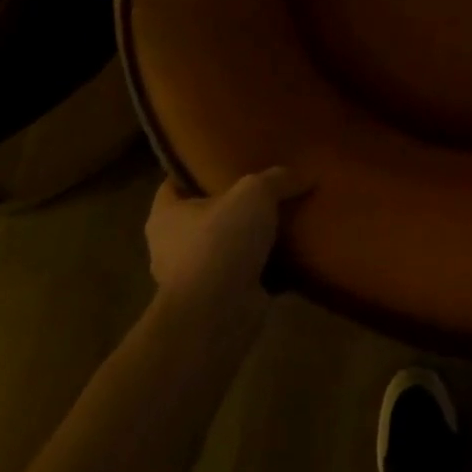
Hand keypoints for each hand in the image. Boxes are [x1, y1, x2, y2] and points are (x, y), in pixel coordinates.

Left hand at [144, 168, 310, 309]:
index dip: (196, 169)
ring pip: (226, 246)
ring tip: (285, 216)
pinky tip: (293, 250)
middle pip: (204, 215)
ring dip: (250, 238)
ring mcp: (195, 278)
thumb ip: (278, 178)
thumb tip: (306, 175)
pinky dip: (265, 266)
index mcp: (165, 216)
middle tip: (265, 185)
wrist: (219, 314)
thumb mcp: (255, 192)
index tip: (224, 157)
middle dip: (231, 204)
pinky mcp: (219, 300)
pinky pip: (245, 273)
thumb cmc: (220, 241)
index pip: (175, 183)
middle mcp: (172, 247)